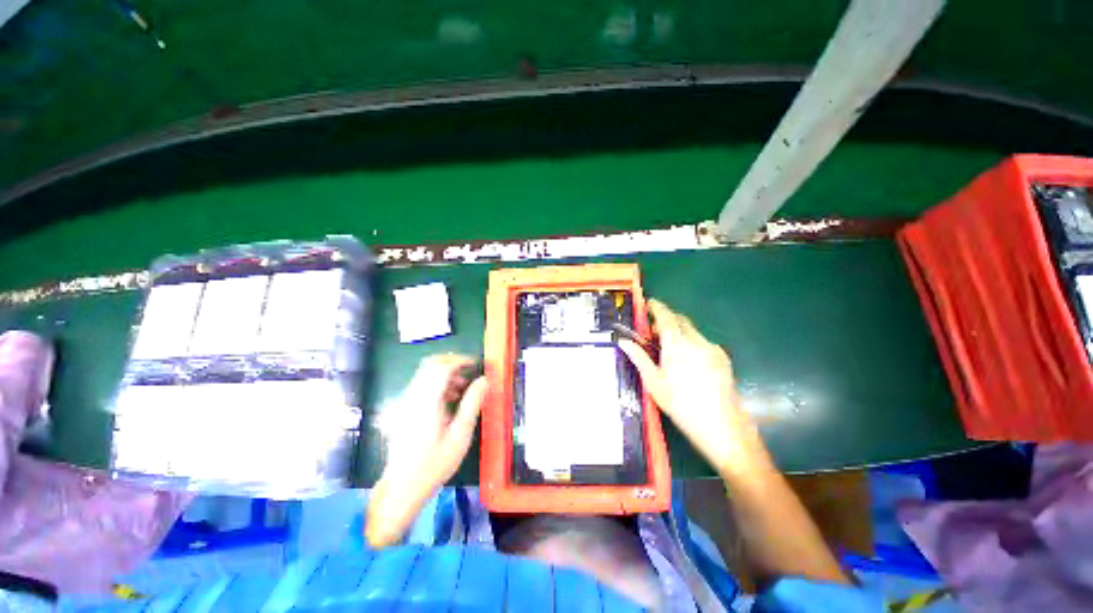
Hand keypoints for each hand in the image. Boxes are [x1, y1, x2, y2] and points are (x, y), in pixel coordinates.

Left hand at [366, 354, 485, 547]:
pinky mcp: (403, 408)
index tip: (476, 364)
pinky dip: (437, 384)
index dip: (460, 360)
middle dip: (452, 362)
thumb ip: (472, 403)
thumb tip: (484, 379)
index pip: (441, 367)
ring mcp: (405, 402)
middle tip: (469, 372)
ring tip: (463, 389)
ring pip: (425, 373)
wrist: (402, 487)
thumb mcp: (460, 435)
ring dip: (445, 374)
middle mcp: (412, 397)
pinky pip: (421, 385)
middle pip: (430, 364)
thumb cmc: (435, 464)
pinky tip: (449, 400)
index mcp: (427, 402)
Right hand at [618, 299, 770, 477]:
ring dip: (678, 332)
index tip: (648, 304)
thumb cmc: (681, 405)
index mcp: (678, 344)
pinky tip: (686, 362)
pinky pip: (702, 342)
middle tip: (653, 332)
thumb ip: (639, 357)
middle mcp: (697, 341)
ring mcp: (713, 349)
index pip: (666, 316)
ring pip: (692, 331)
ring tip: (668, 350)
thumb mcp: (654, 382)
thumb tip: (623, 342)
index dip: (656, 307)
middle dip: (666, 320)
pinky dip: (690, 343)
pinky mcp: (723, 359)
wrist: (723, 429)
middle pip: (680, 320)